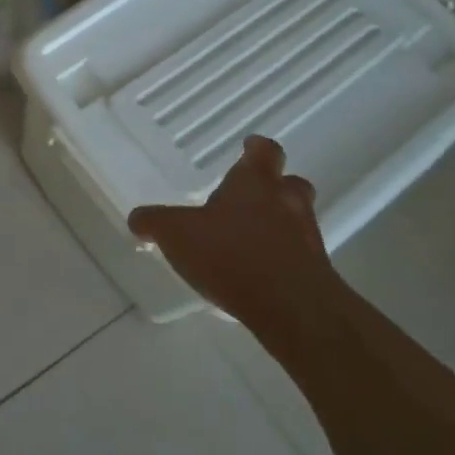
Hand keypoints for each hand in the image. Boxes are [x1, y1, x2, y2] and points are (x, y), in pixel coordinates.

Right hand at [127, 137, 336, 338]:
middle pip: (290, 183)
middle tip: (251, 197)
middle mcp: (286, 202)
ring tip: (249, 240)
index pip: (264, 151)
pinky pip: (300, 257)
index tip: (249, 146)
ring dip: (279, 225)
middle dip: (274, 187)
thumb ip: (155, 222)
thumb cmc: (231, 253)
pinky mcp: (316, 274)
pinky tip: (258, 275)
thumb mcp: (176, 234)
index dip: (256, 148)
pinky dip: (282, 260)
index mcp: (255, 182)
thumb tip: (138, 218)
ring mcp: (307, 238)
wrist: (292, 308)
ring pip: (297, 220)